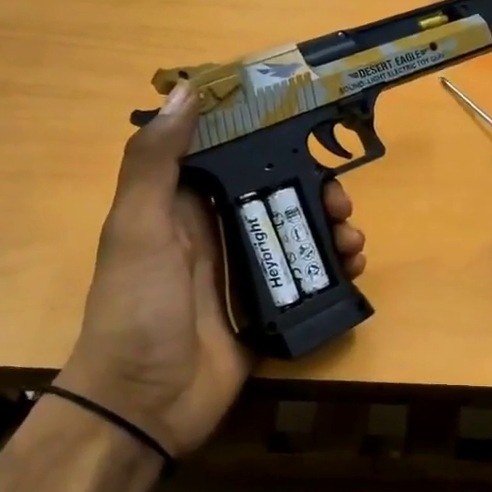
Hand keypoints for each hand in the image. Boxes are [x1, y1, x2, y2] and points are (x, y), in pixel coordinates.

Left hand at [59, 84, 366, 457]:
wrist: (145, 403)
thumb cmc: (138, 307)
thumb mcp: (139, 227)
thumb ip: (156, 161)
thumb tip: (187, 89)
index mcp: (181, 206)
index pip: (231, 158)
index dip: (268, 140)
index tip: (308, 129)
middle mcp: (215, 232)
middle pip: (275, 194)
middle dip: (314, 190)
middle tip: (342, 201)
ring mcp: (242, 272)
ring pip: (296, 233)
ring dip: (329, 229)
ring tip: (352, 240)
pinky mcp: (265, 307)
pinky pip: (306, 277)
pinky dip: (333, 268)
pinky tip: (353, 268)